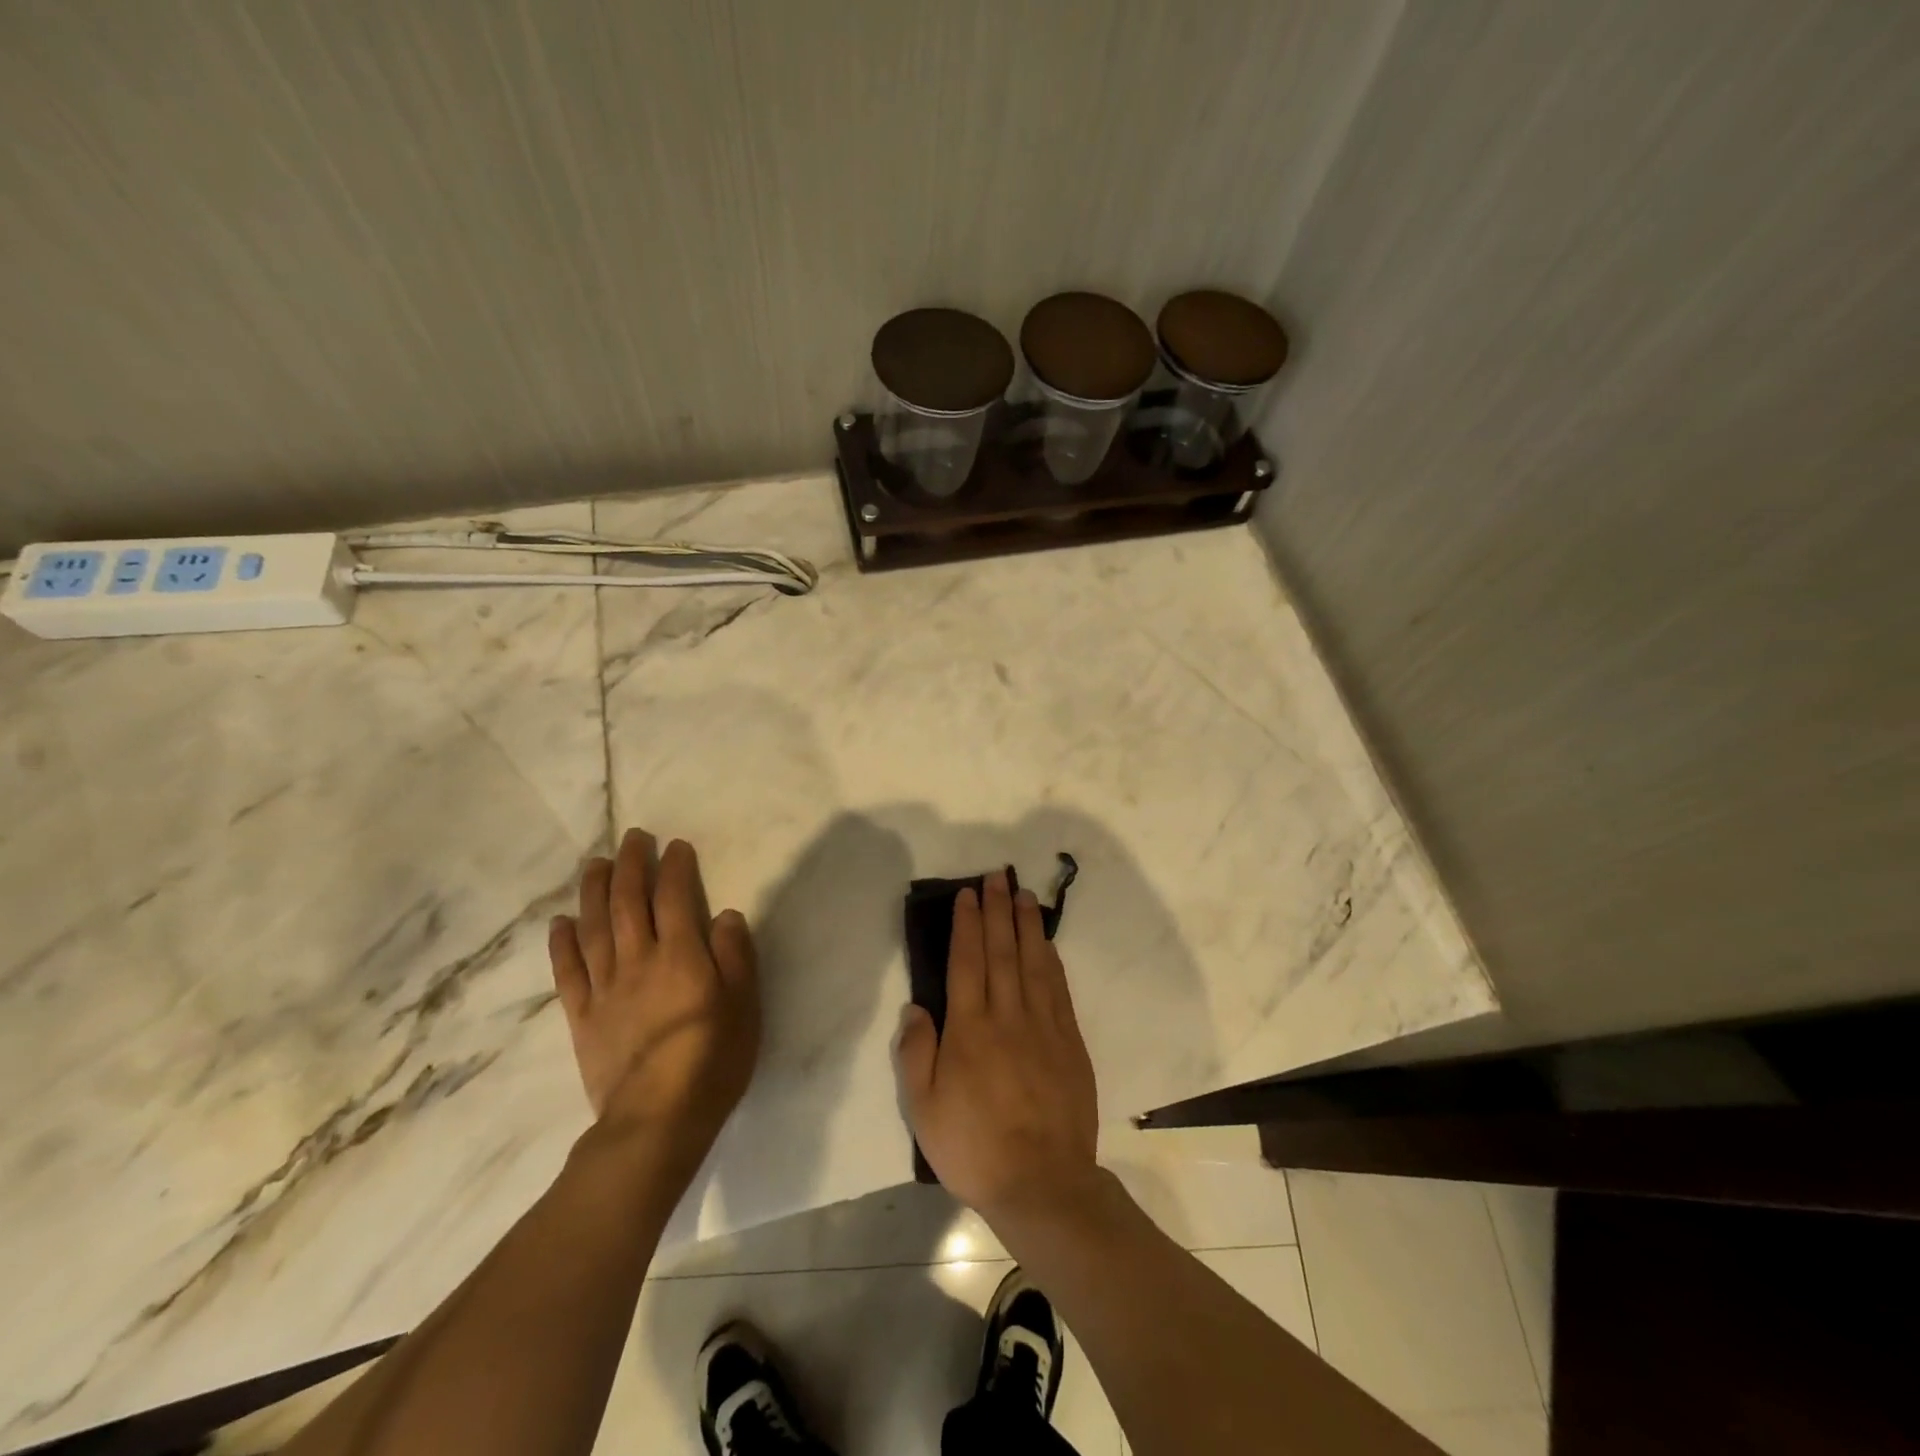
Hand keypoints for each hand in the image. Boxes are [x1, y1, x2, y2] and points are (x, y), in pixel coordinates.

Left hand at [549, 829, 758, 1164]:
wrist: (657, 1121)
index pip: (674, 898)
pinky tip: (560, 921)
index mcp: (681, 956)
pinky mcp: (582, 1017)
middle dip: (631, 865)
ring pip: (595, 928)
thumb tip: (724, 914)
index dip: (674, 868)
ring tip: (595, 864)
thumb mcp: (745, 1006)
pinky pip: (568, 972)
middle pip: (629, 903)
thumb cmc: (713, 1061)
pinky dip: (562, 943)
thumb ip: (735, 956)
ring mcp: (605, 988)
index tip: (676, 845)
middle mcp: (639, 961)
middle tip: (632, 837)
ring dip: (594, 891)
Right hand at [895, 869, 1099, 1224]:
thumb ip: (916, 1053)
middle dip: (997, 910)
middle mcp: (1008, 1016)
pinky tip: (1046, 943)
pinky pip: (1058, 989)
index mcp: (970, 1029)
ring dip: (1026, 925)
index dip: (967, 924)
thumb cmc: (974, 1147)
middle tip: (996, 876)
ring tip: (1022, 894)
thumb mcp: (924, 1109)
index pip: (967, 962)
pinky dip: (1050, 960)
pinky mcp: (1069, 1041)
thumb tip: (917, 1007)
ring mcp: (1043, 1026)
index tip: (967, 894)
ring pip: (1033, 962)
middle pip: (1001, 951)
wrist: (1043, 1183)